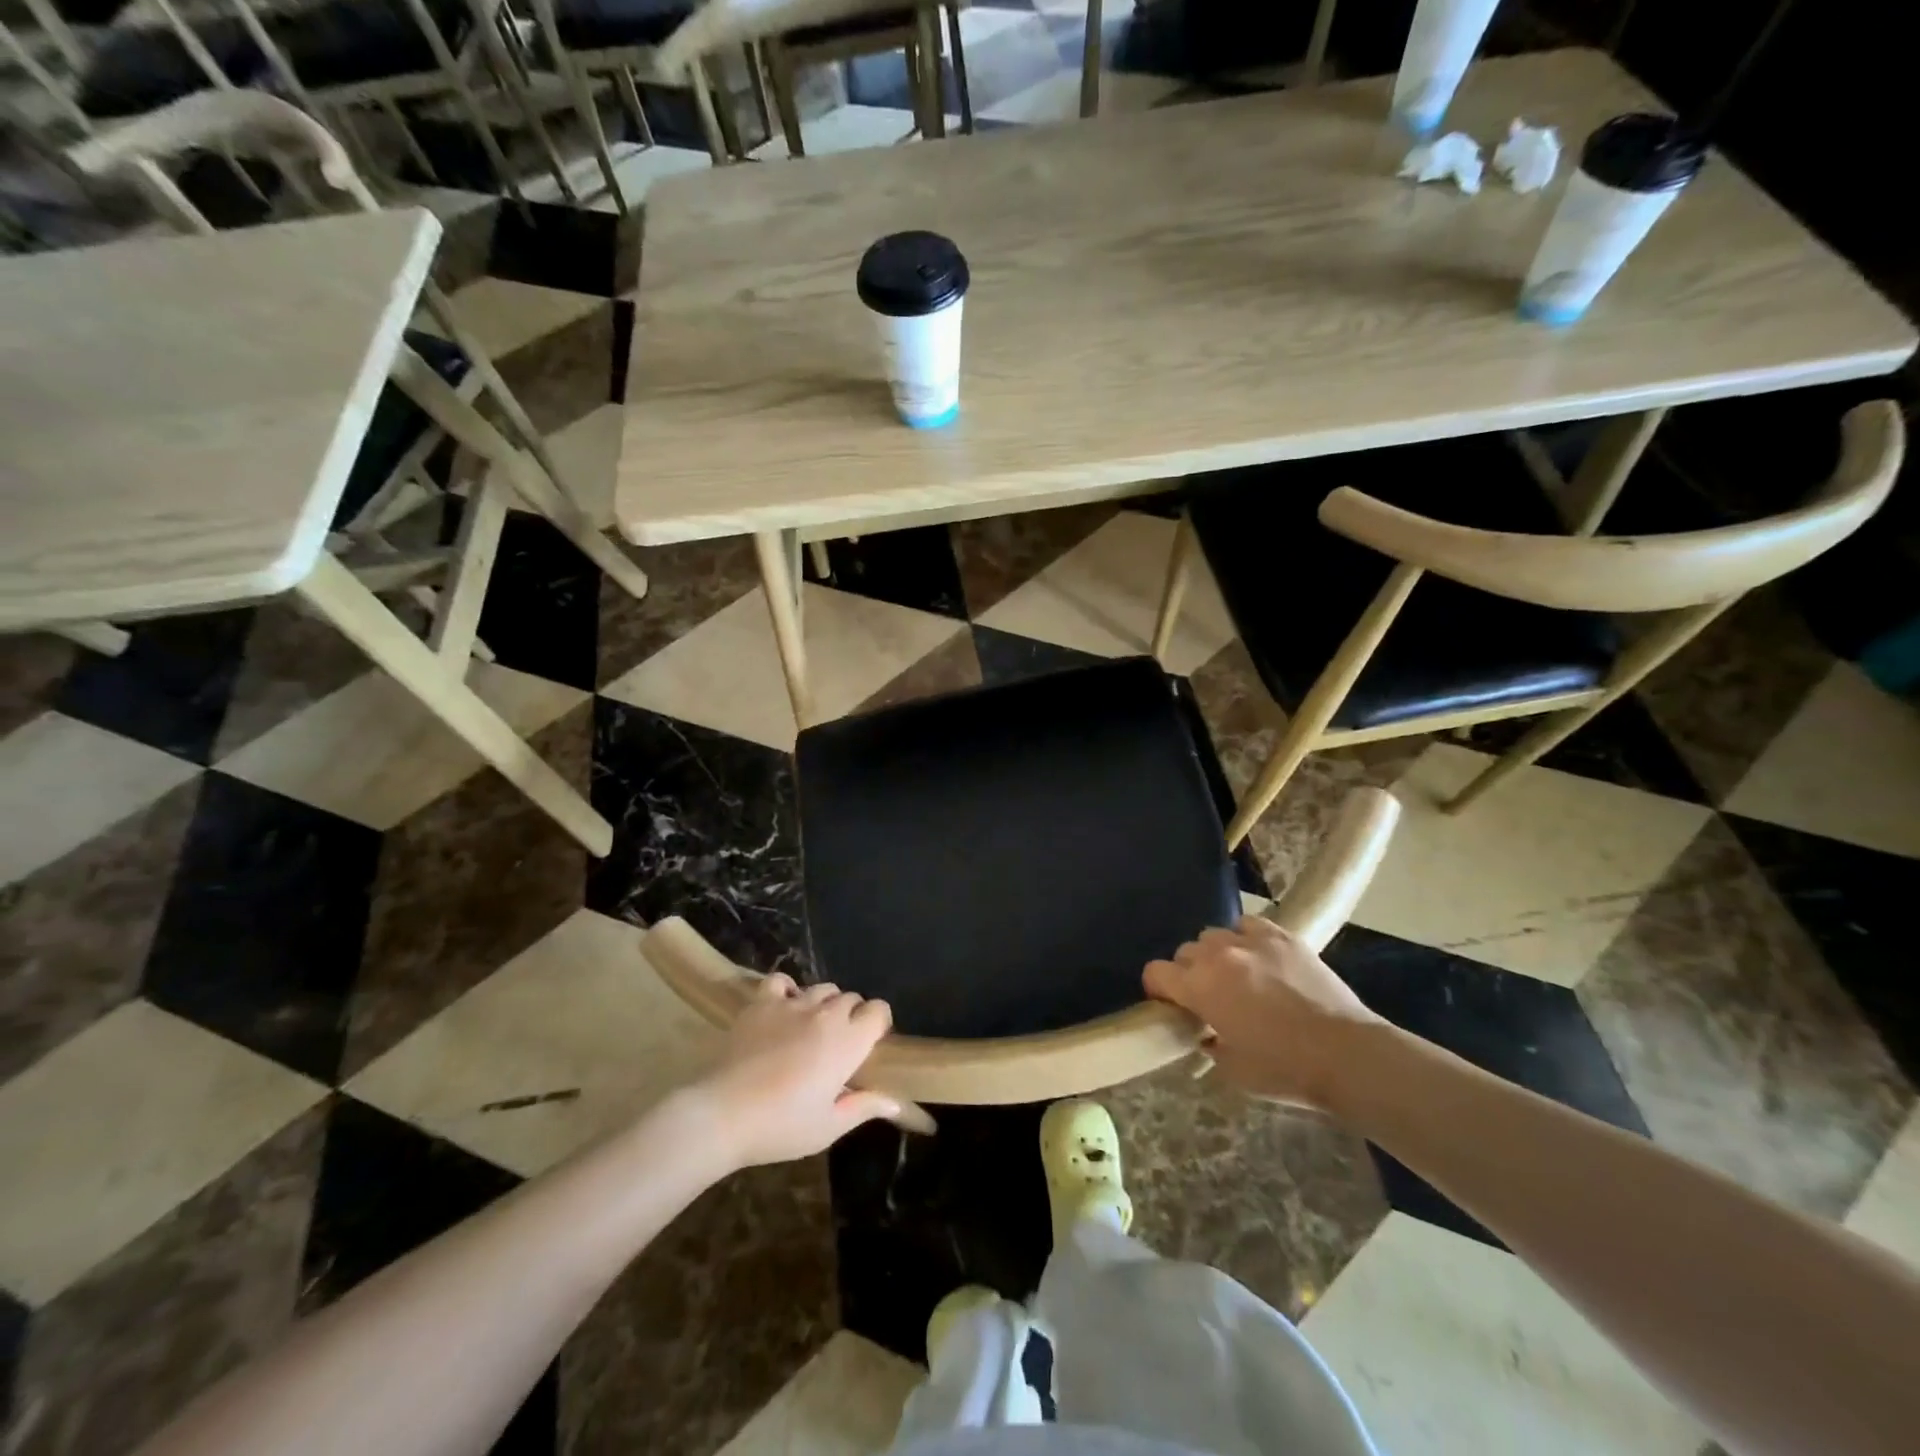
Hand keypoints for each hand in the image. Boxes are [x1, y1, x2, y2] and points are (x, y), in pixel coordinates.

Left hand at [691, 974, 900, 1167]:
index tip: (870, 1043)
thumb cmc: (781, 1127)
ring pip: (822, 988)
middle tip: (839, 1044)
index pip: (878, 1011)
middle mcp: (825, 1015)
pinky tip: (784, 1008)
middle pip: (851, 998)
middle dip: (852, 1015)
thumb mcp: (828, 1127)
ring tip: (812, 1028)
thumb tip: (893, 1101)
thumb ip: (863, 1107)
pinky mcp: (762, 1003)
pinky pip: (782, 981)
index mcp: (848, 1042)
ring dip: (824, 1004)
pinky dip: (788, 990)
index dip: (878, 1023)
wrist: (722, 1115)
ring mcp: (792, 1004)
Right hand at [1144, 916, 1383, 1109]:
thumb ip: (1208, 1044)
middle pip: (1184, 951)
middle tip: (1207, 996)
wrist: (1347, 1054)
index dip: (1158, 989)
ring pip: (1214, 935)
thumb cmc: (1286, 1070)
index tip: (1170, 1005)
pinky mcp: (1282, 935)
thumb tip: (1206, 1032)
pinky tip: (1258, 958)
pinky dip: (1245, 938)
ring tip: (1234, 975)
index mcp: (1198, 987)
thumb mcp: (1232, 1070)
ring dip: (1215, 954)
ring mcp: (1251, 940)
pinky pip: (1247, 925)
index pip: (1155, 972)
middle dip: (1188, 972)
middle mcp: (1217, 955)